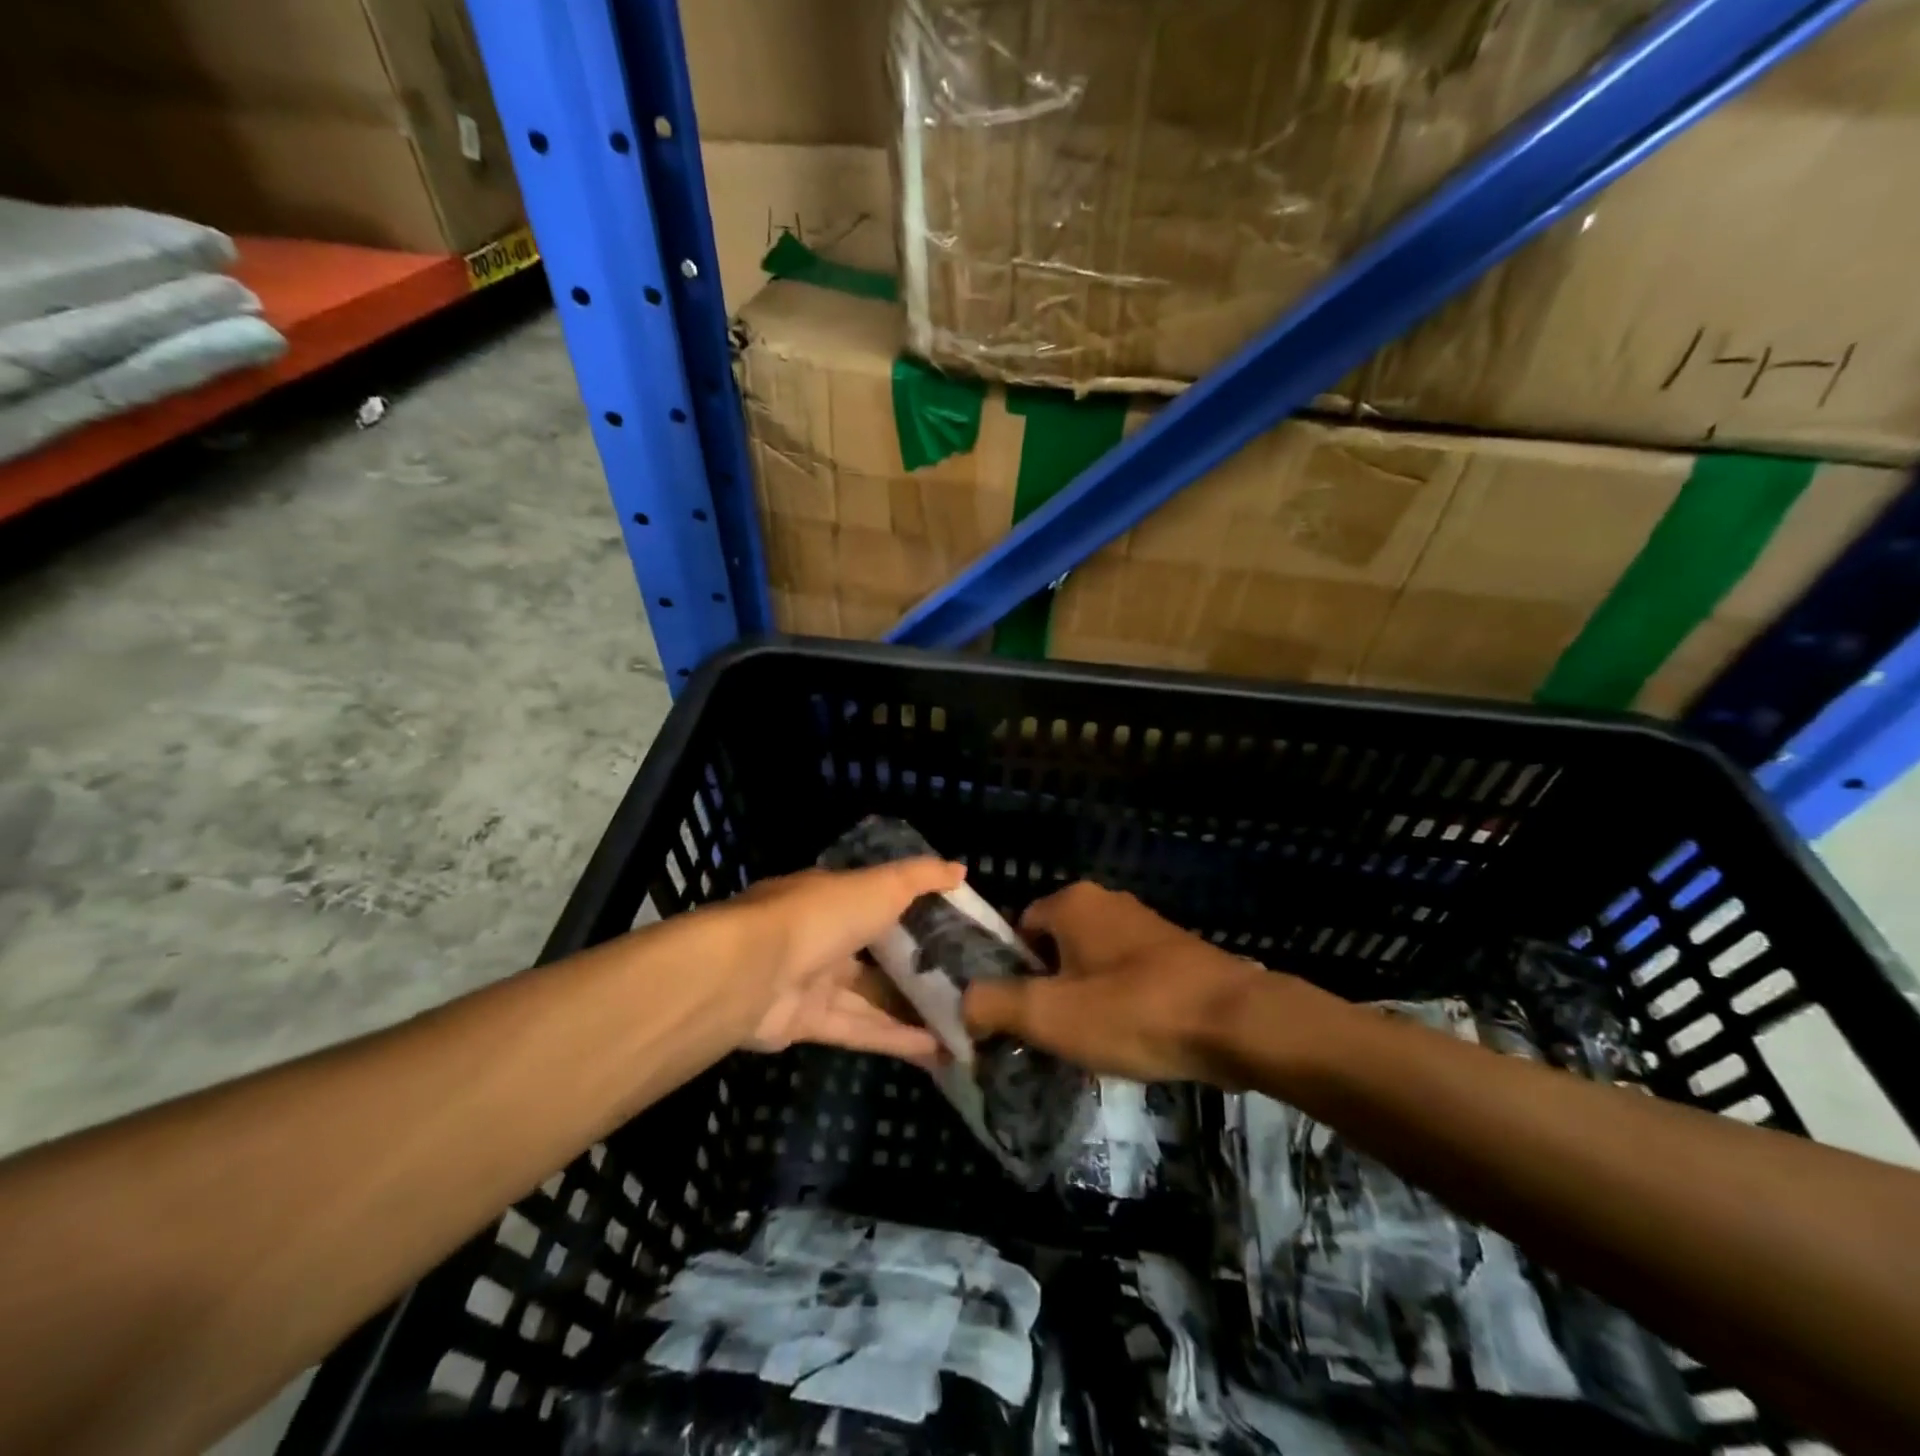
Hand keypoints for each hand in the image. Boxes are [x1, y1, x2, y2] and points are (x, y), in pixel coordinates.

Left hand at [714, 860, 963, 1065]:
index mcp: (834, 897)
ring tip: (963, 1026)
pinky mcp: (807, 1024)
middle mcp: (822, 937)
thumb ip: (921, 878)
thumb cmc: (822, 915)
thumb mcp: (881, 885)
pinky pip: (859, 1029)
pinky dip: (896, 1038)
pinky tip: (938, 1050)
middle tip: (967, 985)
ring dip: (913, 1012)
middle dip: (917, 970)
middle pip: (877, 955)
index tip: (955, 928)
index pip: (880, 901)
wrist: (752, 971)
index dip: (916, 913)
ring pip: (871, 998)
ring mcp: (812, 982)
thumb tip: (961, 869)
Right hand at [961, 882, 1272, 1082]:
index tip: (1020, 1017)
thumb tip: (961, 1004)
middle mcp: (1107, 901)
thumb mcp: (1049, 1014)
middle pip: (1055, 947)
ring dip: (1085, 999)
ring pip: (1092, 963)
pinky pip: (1128, 974)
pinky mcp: (1176, 951)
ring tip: (1092, 1044)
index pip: (1019, 929)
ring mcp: (1145, 924)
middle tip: (1053, 1036)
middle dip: (1049, 989)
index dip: (1012, 974)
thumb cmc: (1133, 1010)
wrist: (1236, 1022)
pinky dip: (1121, 1002)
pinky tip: (1132, 1038)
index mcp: (1072, 902)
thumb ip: (993, 1005)